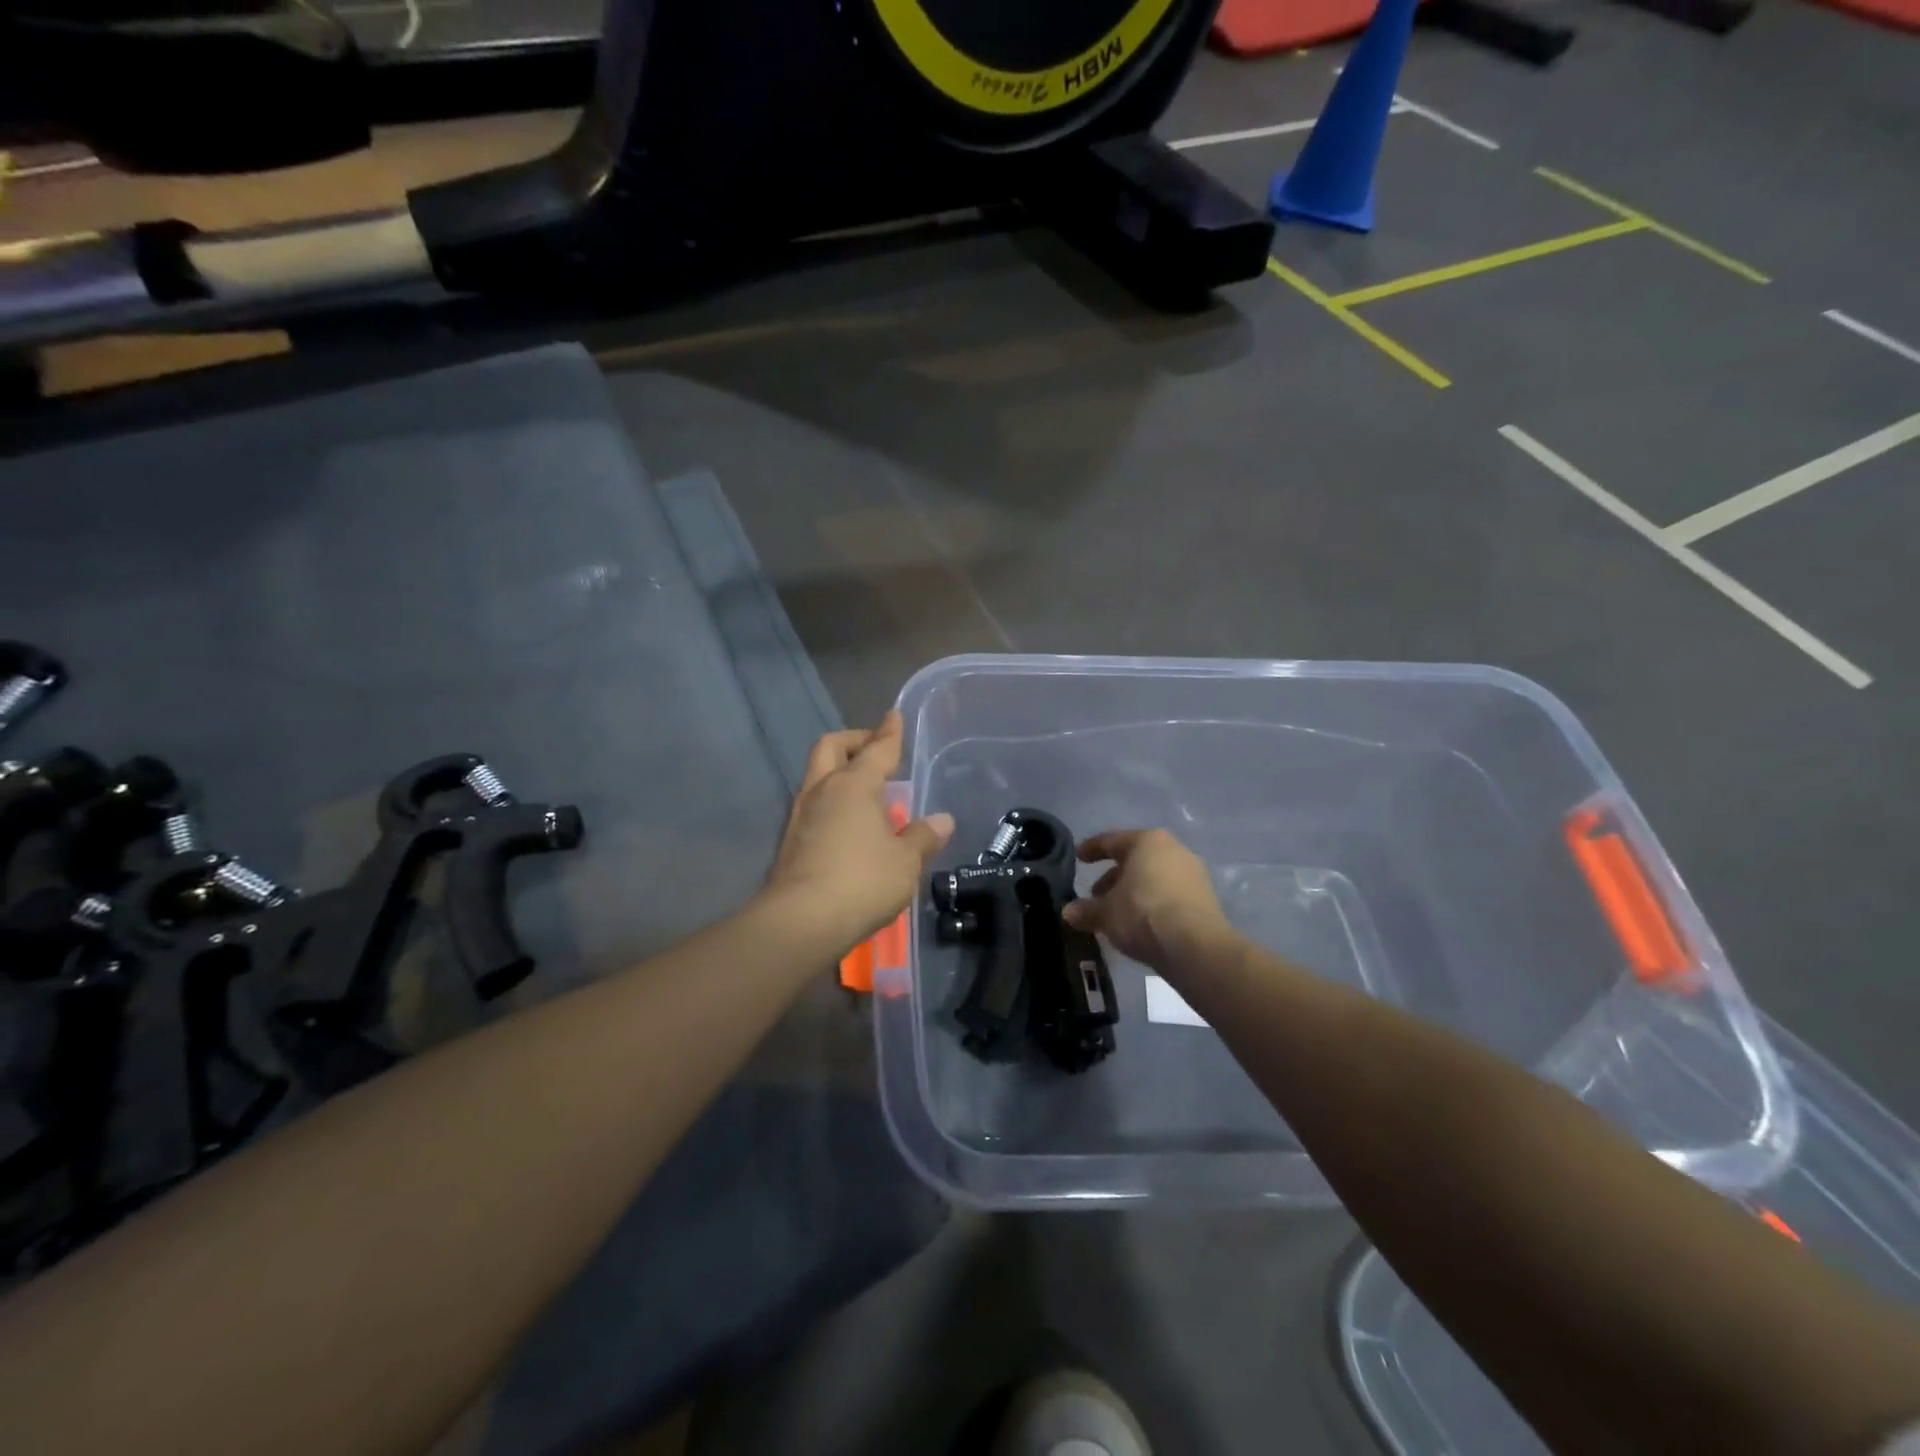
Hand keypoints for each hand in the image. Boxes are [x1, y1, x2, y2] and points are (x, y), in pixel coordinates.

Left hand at [766, 712, 954, 946]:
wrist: (800, 921)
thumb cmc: (861, 881)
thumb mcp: (905, 861)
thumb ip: (923, 837)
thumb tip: (942, 820)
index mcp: (853, 785)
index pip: (877, 749)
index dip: (889, 732)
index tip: (894, 715)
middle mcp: (822, 791)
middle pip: (831, 748)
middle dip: (854, 741)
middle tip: (874, 747)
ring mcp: (800, 816)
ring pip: (817, 776)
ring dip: (839, 772)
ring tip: (866, 789)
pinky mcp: (789, 842)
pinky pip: (813, 806)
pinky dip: (832, 802)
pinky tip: (848, 824)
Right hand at [1063, 829, 1232, 970]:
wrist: (1195, 946)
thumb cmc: (1142, 913)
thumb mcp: (1105, 913)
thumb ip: (1085, 910)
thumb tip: (1068, 912)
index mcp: (1147, 841)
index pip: (1112, 841)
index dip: (1092, 849)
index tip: (1079, 857)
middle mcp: (1173, 850)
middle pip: (1135, 860)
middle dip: (1113, 877)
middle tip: (1095, 895)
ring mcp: (1193, 874)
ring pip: (1154, 878)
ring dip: (1133, 892)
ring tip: (1116, 914)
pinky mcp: (1205, 899)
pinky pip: (1170, 894)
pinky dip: (1152, 904)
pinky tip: (1140, 923)